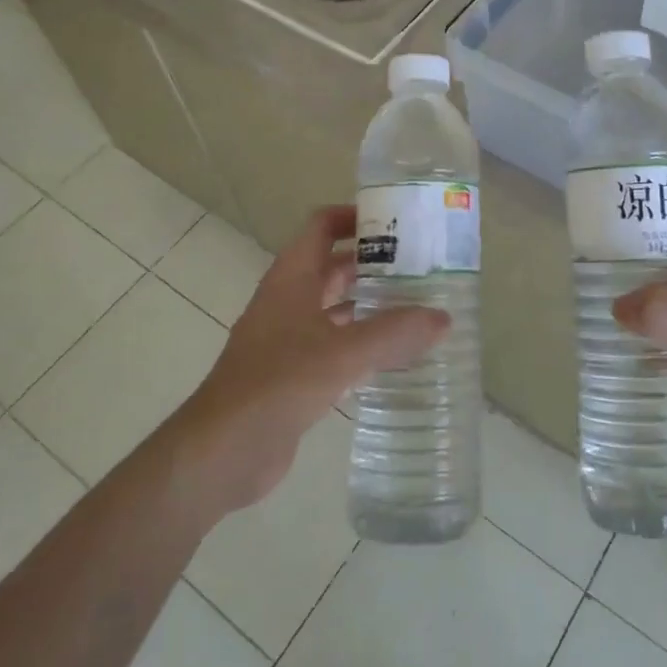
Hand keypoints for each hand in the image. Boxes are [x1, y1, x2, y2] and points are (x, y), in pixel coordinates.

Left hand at [168, 205, 448, 515]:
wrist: (223, 450)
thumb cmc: (278, 383)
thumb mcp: (341, 353)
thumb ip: (393, 333)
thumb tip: (443, 318)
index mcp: (292, 278)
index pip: (322, 226)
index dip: (355, 216)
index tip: (397, 221)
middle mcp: (289, 299)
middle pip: (333, 265)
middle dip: (373, 261)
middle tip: (421, 265)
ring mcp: (288, 337)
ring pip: (335, 306)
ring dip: (370, 302)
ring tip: (417, 304)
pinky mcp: (293, 372)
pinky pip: (334, 343)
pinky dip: (362, 340)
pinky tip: (394, 353)